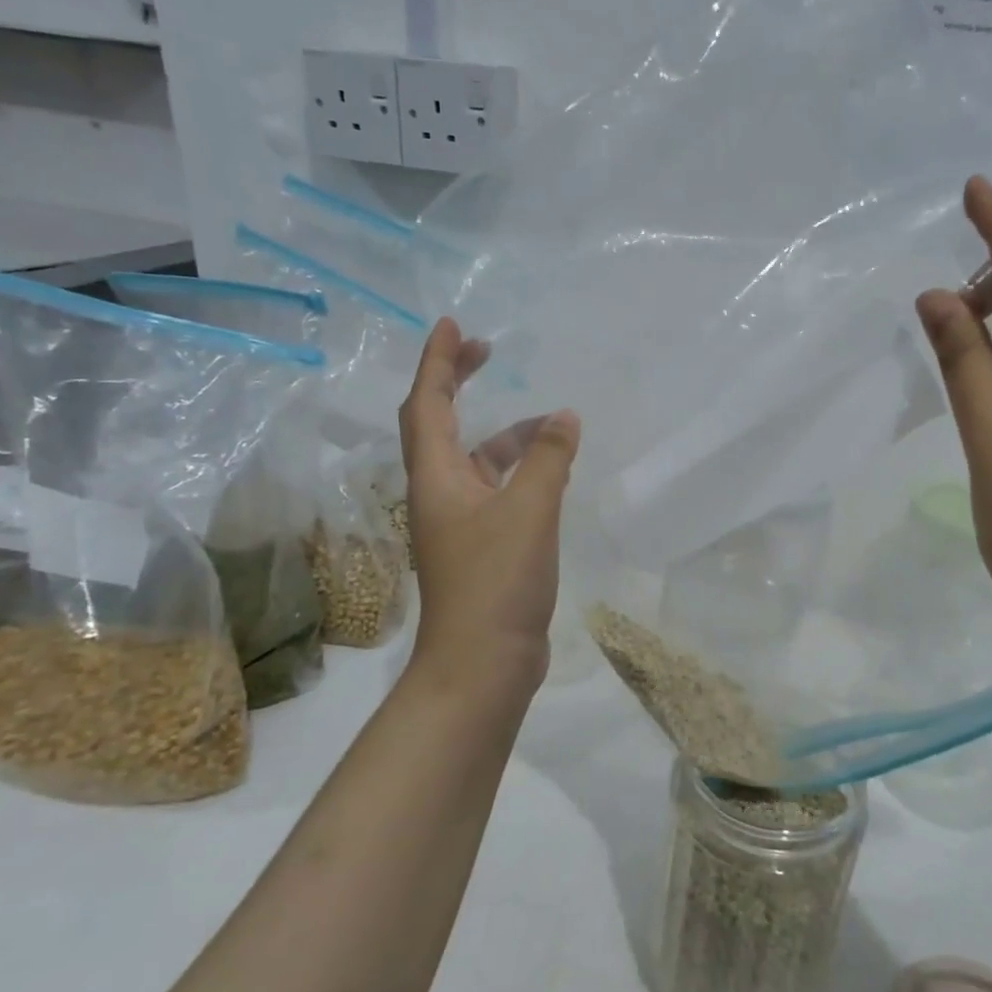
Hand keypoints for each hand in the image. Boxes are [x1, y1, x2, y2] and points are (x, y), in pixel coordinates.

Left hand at [399, 318, 580, 699]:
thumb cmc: (496, 582)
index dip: (439, 361)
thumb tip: (563, 417)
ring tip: (549, 424)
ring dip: (505, 435)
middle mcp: (440, 494)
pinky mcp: (481, 548)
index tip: (456, 326)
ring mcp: (459, 524)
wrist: (483, 665)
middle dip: (460, 383)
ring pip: (476, 462)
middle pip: (441, 424)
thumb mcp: (530, 512)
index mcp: (436, 478)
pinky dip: (520, 472)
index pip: (428, 403)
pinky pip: (497, 491)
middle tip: (490, 353)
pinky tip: (552, 475)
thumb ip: (548, 460)